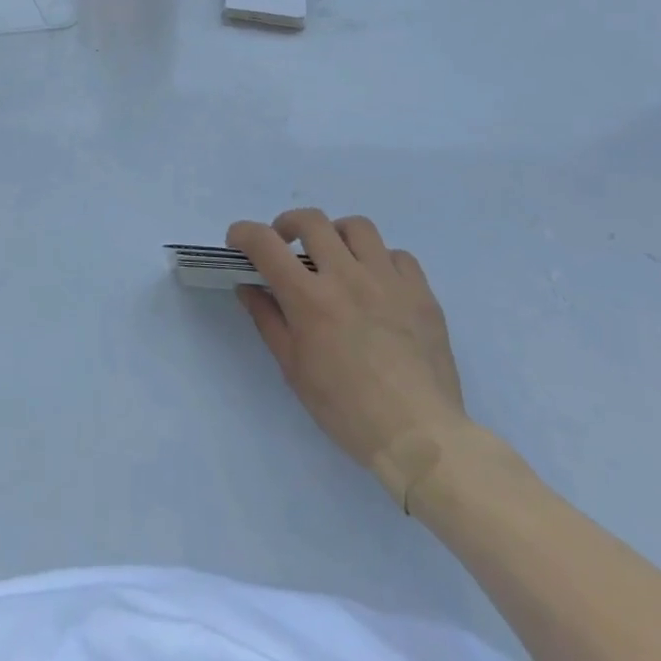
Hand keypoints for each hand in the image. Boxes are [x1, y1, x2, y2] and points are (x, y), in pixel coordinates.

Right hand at [228, 210, 470, 498]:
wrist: (421, 439)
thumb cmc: (347, 410)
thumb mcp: (294, 369)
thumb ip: (267, 319)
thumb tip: (248, 286)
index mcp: (309, 298)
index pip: (265, 243)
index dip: (244, 233)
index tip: (238, 241)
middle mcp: (346, 276)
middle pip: (311, 220)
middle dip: (288, 224)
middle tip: (285, 244)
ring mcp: (388, 281)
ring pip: (357, 227)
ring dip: (336, 235)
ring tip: (335, 257)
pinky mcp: (421, 293)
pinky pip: (398, 256)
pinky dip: (381, 261)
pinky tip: (377, 284)